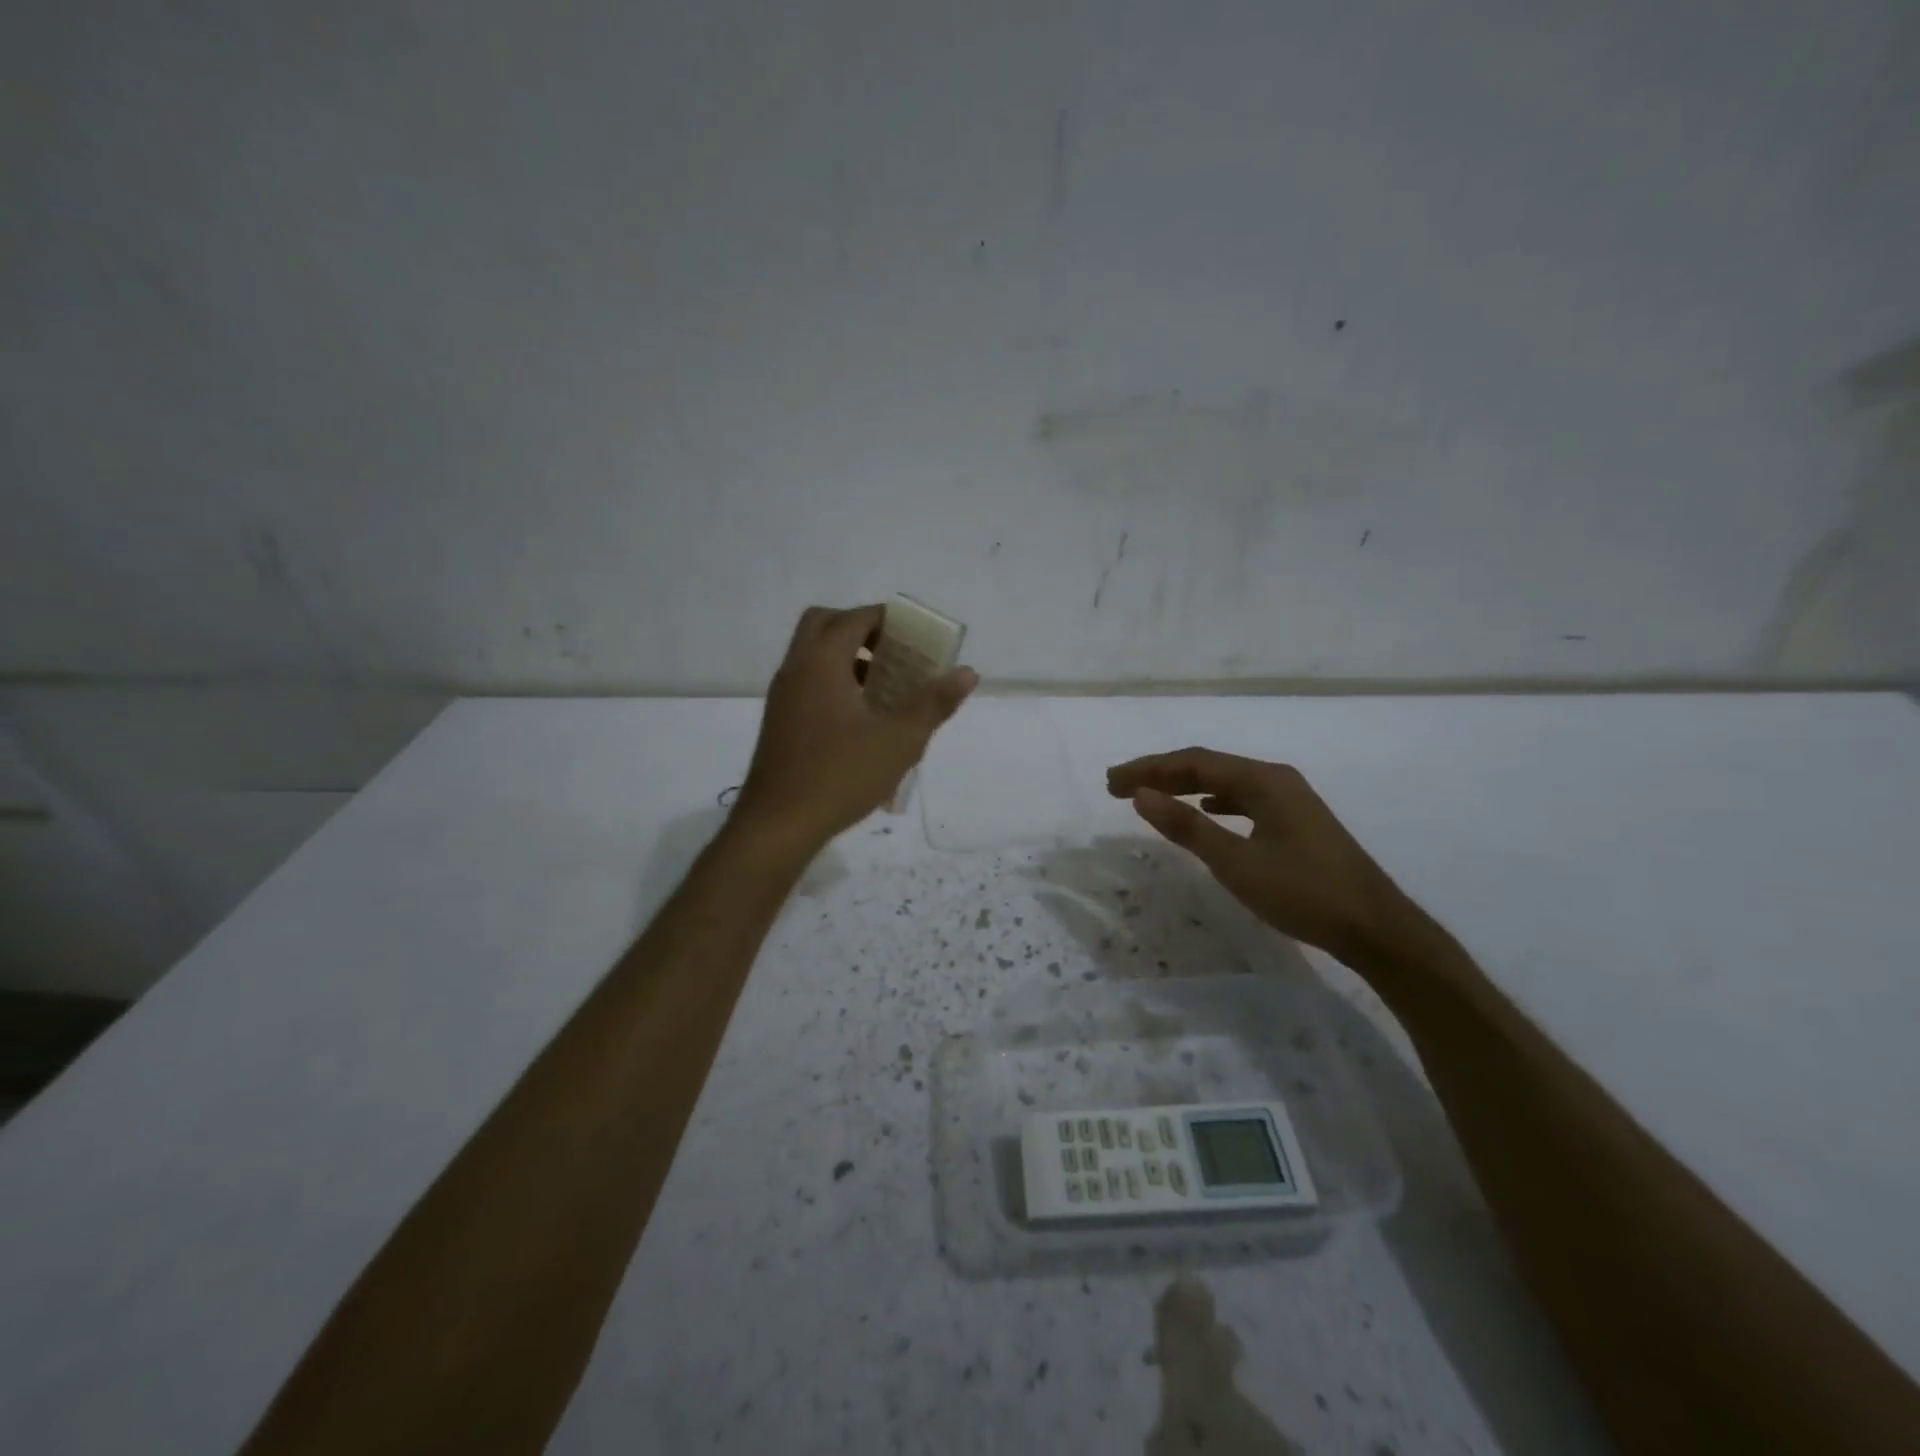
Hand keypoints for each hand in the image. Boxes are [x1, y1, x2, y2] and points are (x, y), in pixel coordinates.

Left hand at [735, 605, 976, 847]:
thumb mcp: (899, 740)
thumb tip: (967, 672)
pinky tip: (860, 718)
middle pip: (823, 624)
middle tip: (893, 651)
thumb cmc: (841, 776)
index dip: (886, 619)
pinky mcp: (779, 722)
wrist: (778, 825)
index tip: (914, 634)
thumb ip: (933, 703)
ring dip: (845, 656)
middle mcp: (795, 670)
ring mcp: (782, 697)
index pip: (853, 619)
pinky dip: (832, 681)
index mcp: (821, 664)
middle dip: (859, 629)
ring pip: (811, 655)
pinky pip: (806, 682)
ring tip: (884, 685)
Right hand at [1106, 748, 1409, 961]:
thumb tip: (1141, 795)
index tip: (1112, 781)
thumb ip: (1186, 826)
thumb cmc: (1303, 892)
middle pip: (1208, 767)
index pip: (1193, 763)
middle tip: (1118, 786)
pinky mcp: (1297, 821)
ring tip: (1151, 796)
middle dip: (1161, 774)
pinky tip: (1207, 812)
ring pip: (1226, 783)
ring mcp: (1291, 799)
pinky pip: (1243, 799)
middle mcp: (1276, 779)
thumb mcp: (1236, 862)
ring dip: (1185, 787)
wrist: (1376, 928)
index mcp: (1262, 780)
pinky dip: (1214, 801)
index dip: (1148, 769)